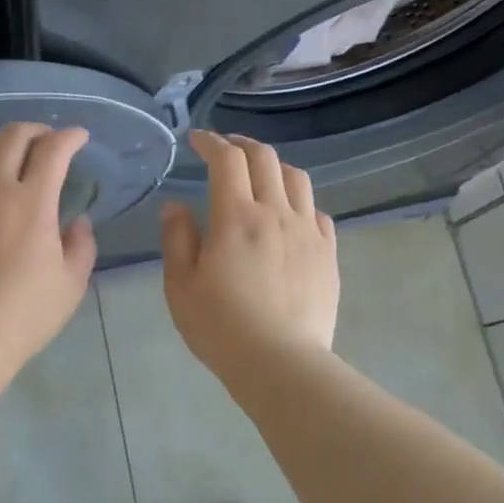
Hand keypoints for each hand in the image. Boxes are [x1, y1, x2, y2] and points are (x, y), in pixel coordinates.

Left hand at [0, 123, 97, 372]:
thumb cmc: (23, 315)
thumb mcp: (70, 285)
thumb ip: (81, 245)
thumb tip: (77, 221)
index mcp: (31, 201)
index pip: (54, 149)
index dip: (70, 136)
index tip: (78, 138)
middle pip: (11, 135)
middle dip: (35, 131)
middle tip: (44, 143)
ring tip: (0, 160)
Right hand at [160, 130, 338, 385]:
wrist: (281, 362)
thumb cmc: (220, 325)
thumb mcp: (180, 285)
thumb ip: (177, 238)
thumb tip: (175, 206)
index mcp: (236, 217)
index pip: (226, 160)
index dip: (211, 142)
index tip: (197, 140)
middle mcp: (276, 213)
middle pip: (265, 159)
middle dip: (242, 144)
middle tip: (225, 149)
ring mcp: (308, 232)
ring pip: (297, 179)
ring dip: (274, 167)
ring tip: (259, 175)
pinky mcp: (328, 254)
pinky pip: (317, 212)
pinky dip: (299, 201)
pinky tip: (289, 215)